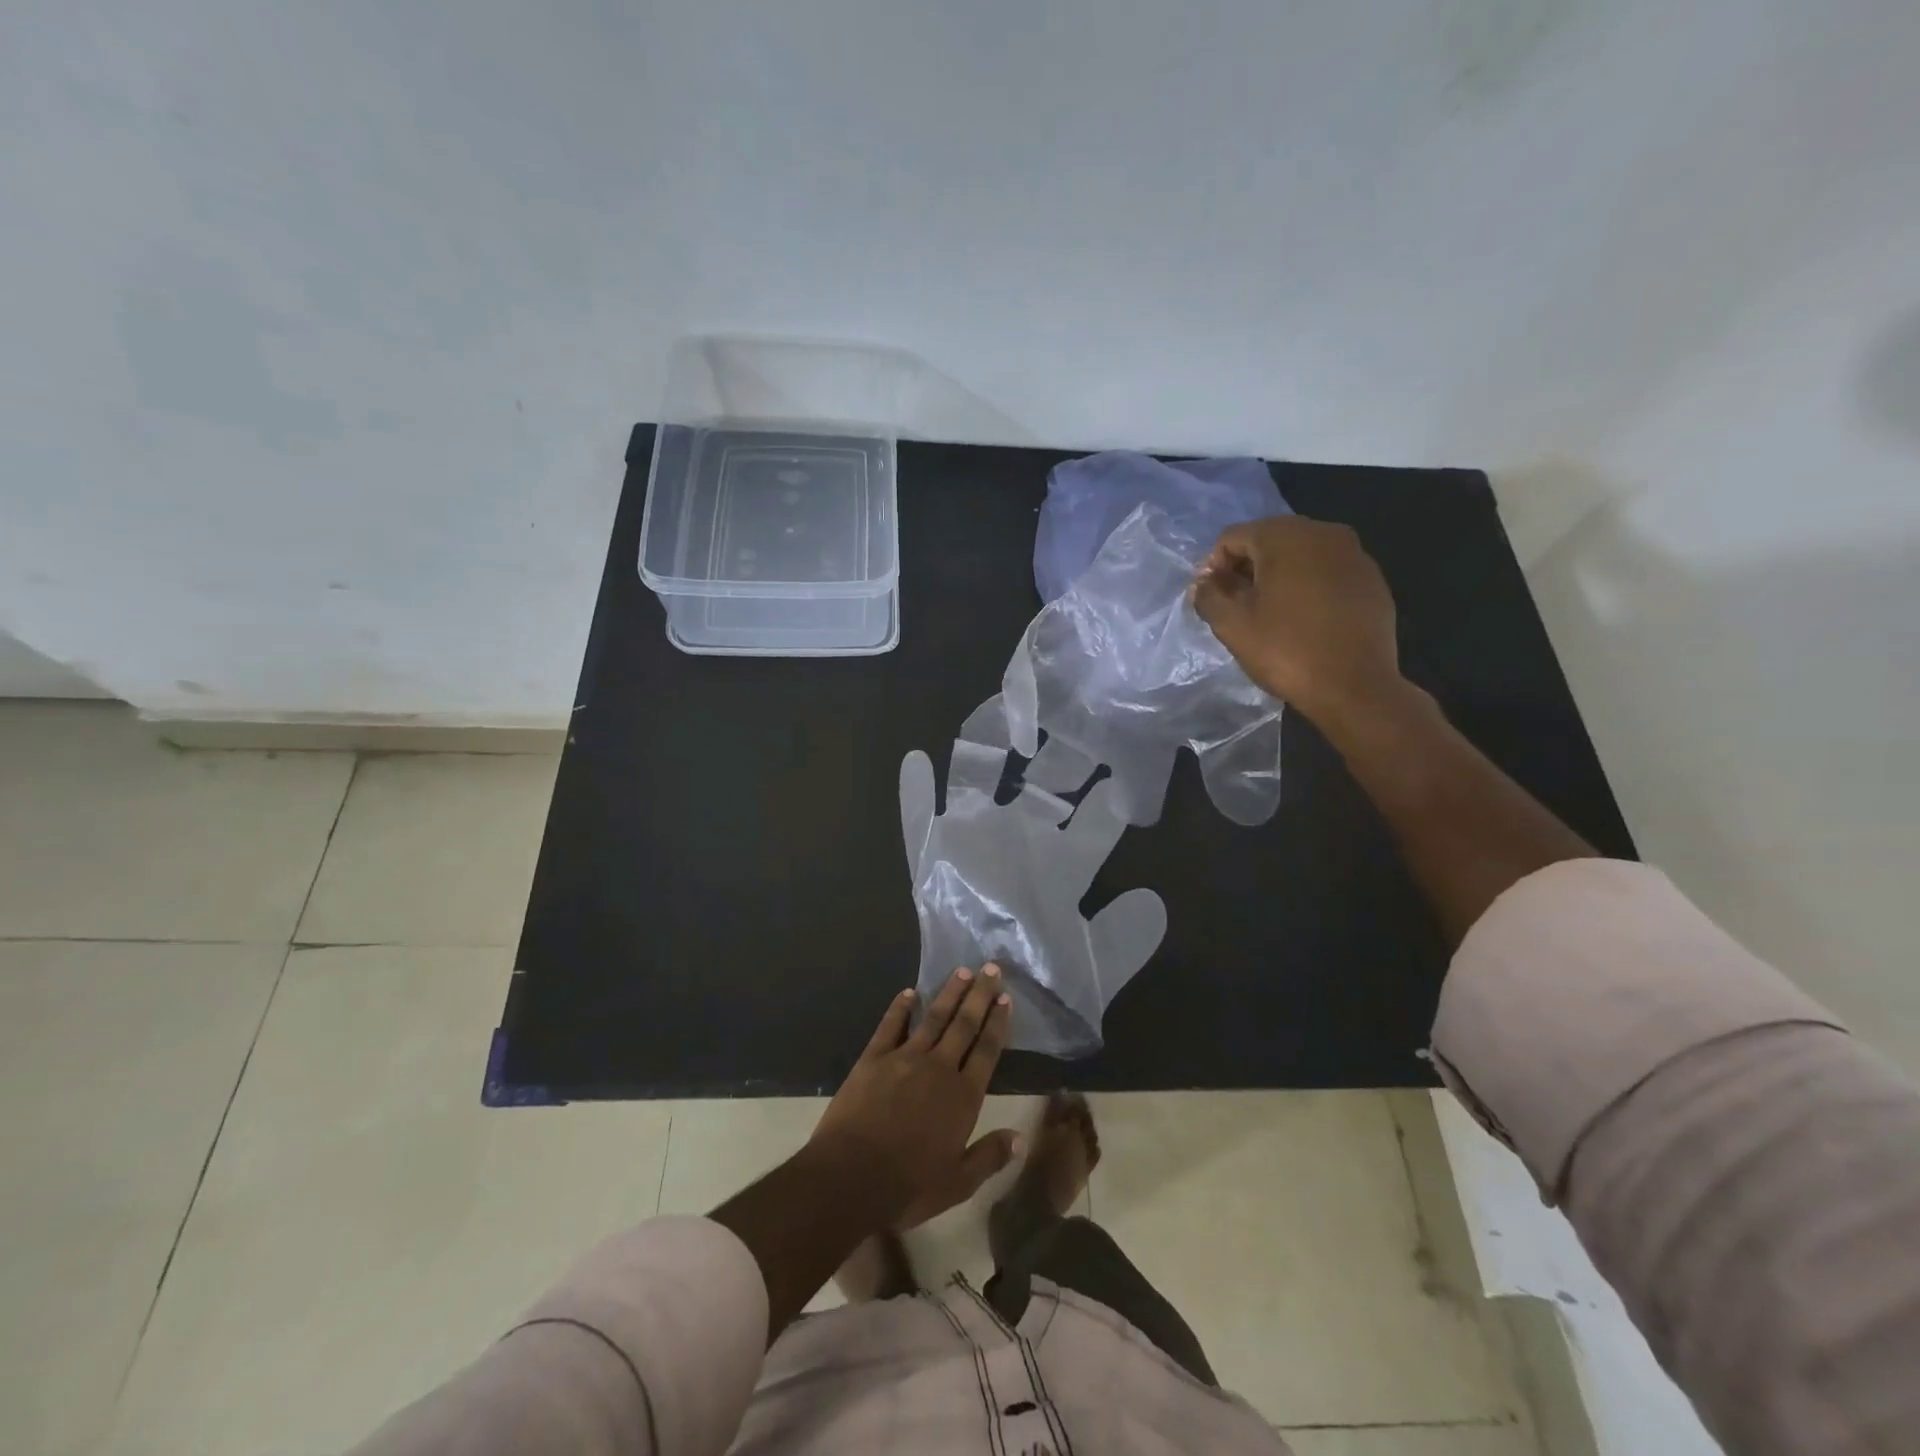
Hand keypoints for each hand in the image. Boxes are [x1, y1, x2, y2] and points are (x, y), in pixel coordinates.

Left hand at [812, 965, 1017, 1226]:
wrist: (850, 1177)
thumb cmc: (908, 1186)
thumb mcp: (958, 1183)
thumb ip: (990, 1157)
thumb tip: (1021, 1138)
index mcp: (963, 1096)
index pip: (987, 1050)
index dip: (998, 1023)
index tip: (1006, 998)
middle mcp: (939, 1068)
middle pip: (965, 1024)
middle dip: (980, 995)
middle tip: (991, 968)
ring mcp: (904, 1058)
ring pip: (933, 1018)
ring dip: (949, 993)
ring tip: (962, 971)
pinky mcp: (873, 1058)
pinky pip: (890, 1026)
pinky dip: (900, 1007)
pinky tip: (908, 993)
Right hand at [1192, 516, 1406, 729]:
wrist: (1355, 687)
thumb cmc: (1286, 651)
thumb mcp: (1232, 626)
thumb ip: (1209, 596)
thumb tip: (1204, 583)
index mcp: (1285, 537)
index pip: (1232, 537)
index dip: (1213, 567)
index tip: (1212, 600)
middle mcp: (1323, 532)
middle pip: (1268, 540)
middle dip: (1246, 569)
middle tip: (1237, 607)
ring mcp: (1354, 553)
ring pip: (1300, 554)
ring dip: (1277, 577)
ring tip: (1269, 614)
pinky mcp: (1372, 578)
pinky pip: (1327, 571)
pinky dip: (1308, 586)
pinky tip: (1304, 619)